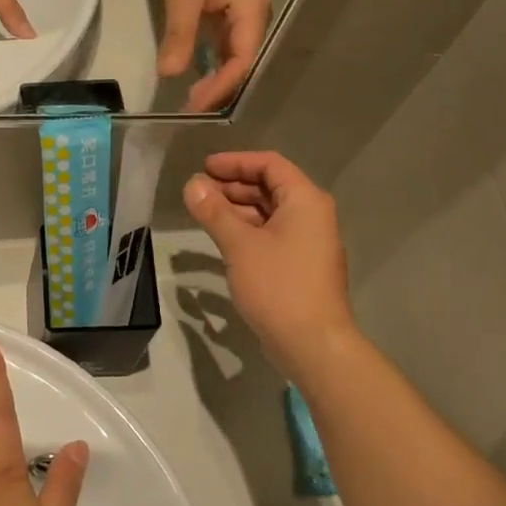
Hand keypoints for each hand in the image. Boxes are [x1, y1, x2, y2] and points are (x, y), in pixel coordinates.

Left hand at [157, 0, 270, 112]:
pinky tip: (195, 71)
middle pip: (242, 63)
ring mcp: (246, 13)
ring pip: (234, 55)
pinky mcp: (233, 9)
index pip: (241, 62)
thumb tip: (170, 76)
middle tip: (190, 106)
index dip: (218, 87)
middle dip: (218, 87)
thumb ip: (179, 37)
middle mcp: (256, 16)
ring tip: (192, 96)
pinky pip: (226, 42)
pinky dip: (212, 59)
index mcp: (252, 13)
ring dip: (215, 76)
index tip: (193, 103)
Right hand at [182, 152, 354, 377]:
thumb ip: (215, 212)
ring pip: (271, 214)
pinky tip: (225, 241)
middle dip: (234, 186)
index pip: (270, 164)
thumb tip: (192, 185)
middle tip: (199, 192)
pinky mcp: (302, 266)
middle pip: (271, 187)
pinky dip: (249, 232)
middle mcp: (312, 215)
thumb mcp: (240, 245)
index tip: (204, 168)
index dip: (235, 162)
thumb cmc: (278, 286)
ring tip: (205, 214)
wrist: (313, 343)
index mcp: (305, 200)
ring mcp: (310, 242)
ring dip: (239, 210)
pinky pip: (273, 236)